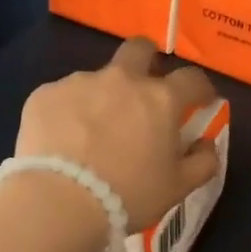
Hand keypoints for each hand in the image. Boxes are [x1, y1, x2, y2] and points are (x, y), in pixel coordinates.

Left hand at [15, 38, 221, 230]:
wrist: (59, 202)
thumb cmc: (128, 195)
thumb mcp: (178, 187)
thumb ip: (203, 161)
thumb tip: (205, 143)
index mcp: (160, 98)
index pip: (192, 78)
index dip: (200, 87)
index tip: (200, 100)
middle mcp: (121, 79)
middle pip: (139, 49)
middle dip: (147, 60)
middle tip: (143, 88)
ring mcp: (79, 83)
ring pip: (97, 79)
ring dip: (102, 97)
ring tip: (91, 133)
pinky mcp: (45, 94)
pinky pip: (63, 97)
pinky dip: (68, 113)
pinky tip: (62, 141)